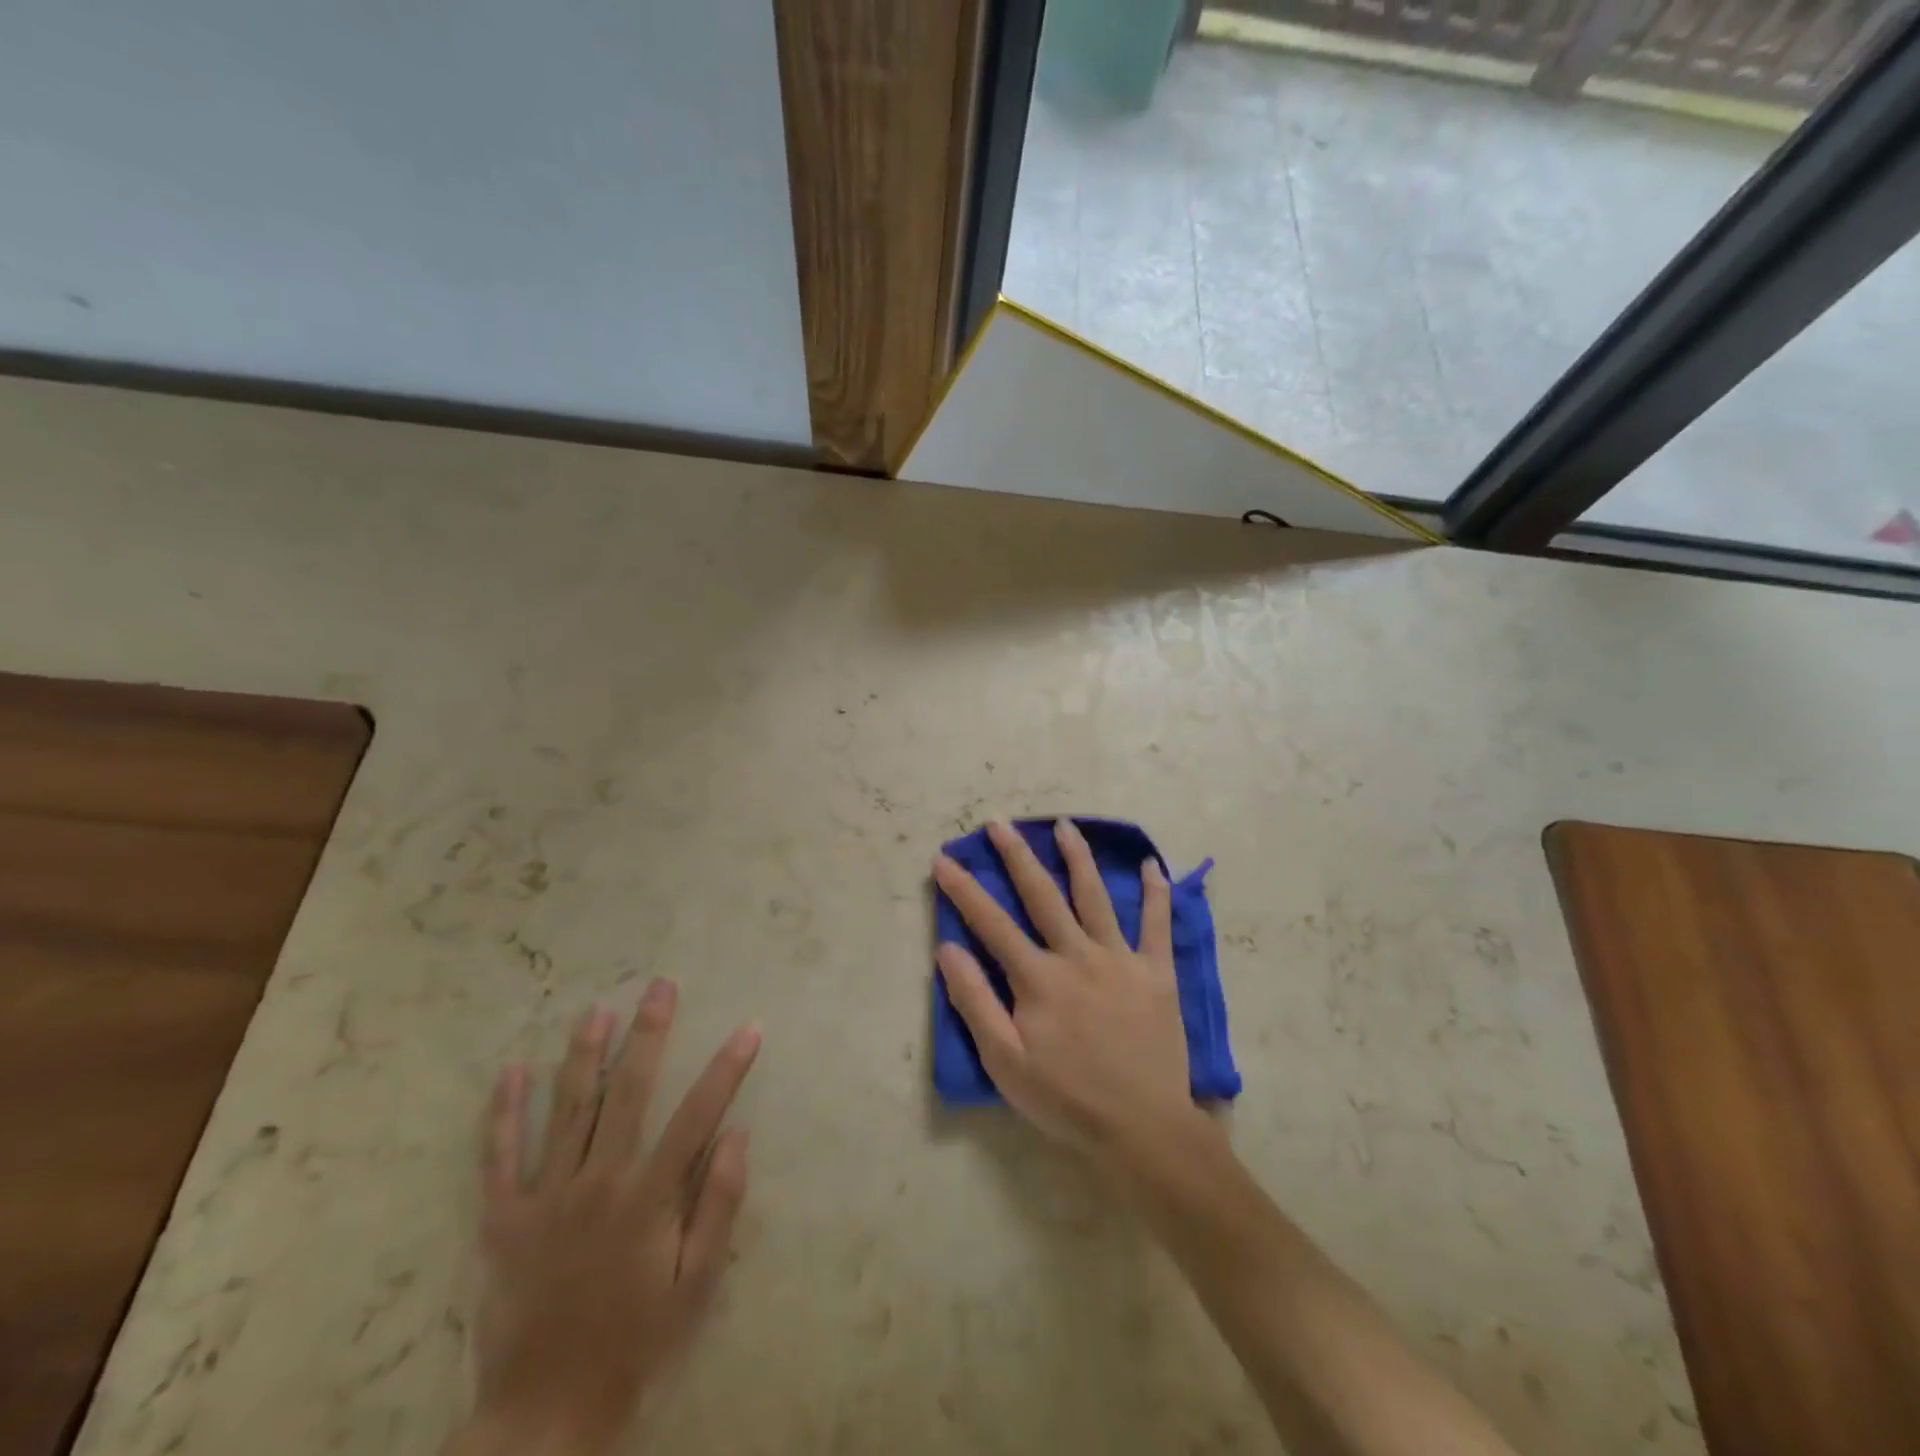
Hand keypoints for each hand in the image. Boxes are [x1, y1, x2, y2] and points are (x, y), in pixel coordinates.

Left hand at [459, 983, 760, 1455]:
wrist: (545, 1412)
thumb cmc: (635, 1340)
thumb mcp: (695, 1284)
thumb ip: (718, 1206)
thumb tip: (738, 1134)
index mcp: (647, 1198)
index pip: (697, 1115)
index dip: (726, 1068)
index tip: (749, 1028)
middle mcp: (597, 1182)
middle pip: (628, 1091)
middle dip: (649, 1033)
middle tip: (661, 986)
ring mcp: (545, 1197)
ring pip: (567, 1108)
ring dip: (584, 1053)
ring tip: (597, 1009)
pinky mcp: (503, 1219)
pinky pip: (499, 1156)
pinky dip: (504, 1111)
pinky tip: (512, 1070)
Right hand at [934, 818, 1202, 1175]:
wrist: (1142, 1128)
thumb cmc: (1066, 1099)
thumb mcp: (1005, 1062)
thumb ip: (975, 1002)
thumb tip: (948, 949)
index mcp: (1038, 978)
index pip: (992, 923)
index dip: (964, 889)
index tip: (943, 859)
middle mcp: (1077, 955)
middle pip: (1042, 895)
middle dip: (1017, 856)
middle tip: (999, 822)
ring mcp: (1120, 959)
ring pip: (1094, 897)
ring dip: (1078, 858)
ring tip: (1065, 825)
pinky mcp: (1156, 972)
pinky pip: (1157, 925)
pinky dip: (1157, 894)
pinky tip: (1153, 866)